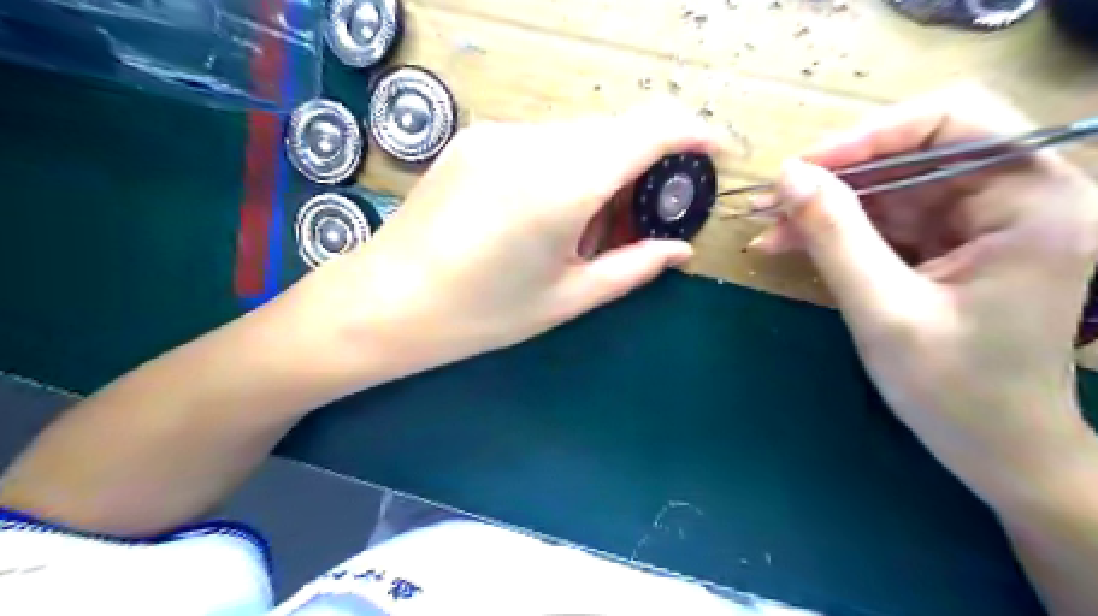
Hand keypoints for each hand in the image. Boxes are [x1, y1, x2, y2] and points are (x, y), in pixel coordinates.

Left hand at [291, 99, 721, 377]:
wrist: (384, 303)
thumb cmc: (480, 315)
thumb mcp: (566, 299)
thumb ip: (632, 268)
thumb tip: (680, 250)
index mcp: (561, 184)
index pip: (648, 130)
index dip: (693, 133)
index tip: (716, 153)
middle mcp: (532, 143)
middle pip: (614, 133)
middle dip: (643, 167)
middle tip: (640, 221)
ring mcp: (498, 134)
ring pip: (579, 137)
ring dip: (602, 171)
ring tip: (586, 230)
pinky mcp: (475, 138)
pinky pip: (543, 142)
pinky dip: (567, 168)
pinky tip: (547, 214)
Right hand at [751, 86, 1097, 509]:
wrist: (994, 448)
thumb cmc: (954, 390)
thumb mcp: (884, 310)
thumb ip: (835, 236)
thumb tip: (787, 174)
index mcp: (1033, 202)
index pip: (955, 121)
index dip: (871, 134)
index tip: (803, 167)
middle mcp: (1015, 197)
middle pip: (913, 153)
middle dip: (835, 176)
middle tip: (770, 199)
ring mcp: (980, 221)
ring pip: (888, 188)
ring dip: (824, 205)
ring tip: (767, 226)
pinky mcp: (949, 244)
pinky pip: (883, 219)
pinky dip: (835, 229)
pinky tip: (789, 242)